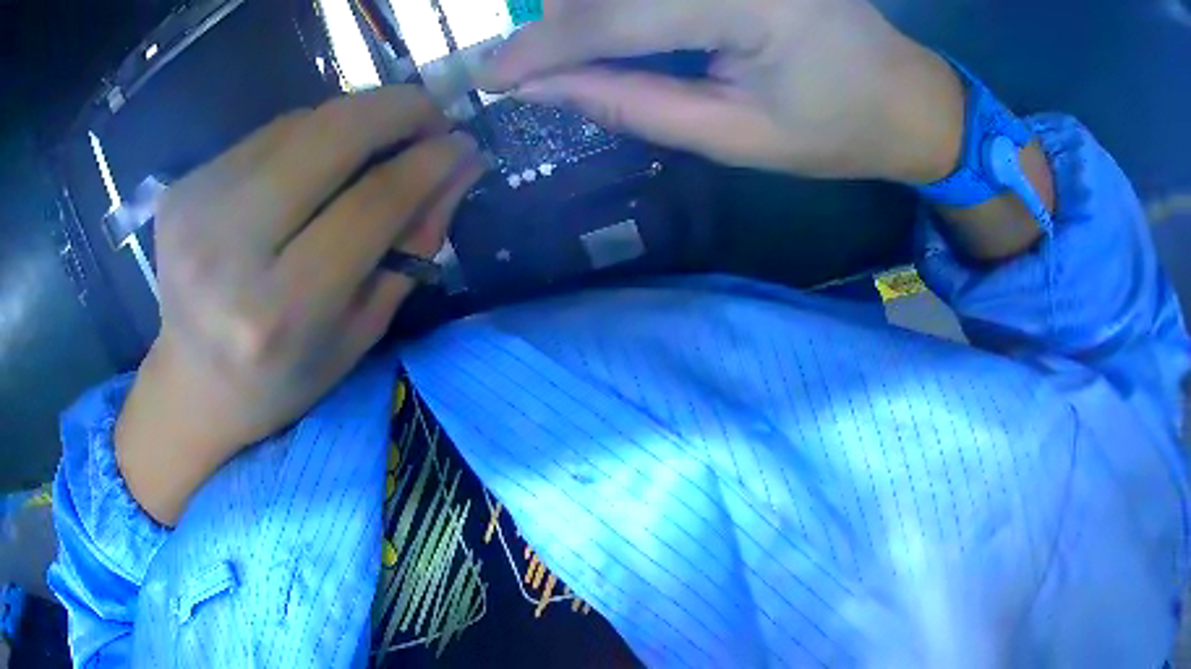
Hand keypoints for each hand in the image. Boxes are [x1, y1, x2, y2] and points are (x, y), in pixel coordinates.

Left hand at [115, 87, 484, 524]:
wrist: (191, 384)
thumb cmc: (282, 377)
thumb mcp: (360, 333)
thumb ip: (412, 247)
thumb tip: (459, 165)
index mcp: (279, 312)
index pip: (371, 204)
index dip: (428, 162)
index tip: (464, 142)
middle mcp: (228, 251)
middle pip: (329, 137)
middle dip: (396, 109)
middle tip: (431, 114)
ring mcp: (195, 209)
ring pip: (299, 123)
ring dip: (352, 120)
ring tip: (376, 142)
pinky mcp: (181, 187)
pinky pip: (265, 135)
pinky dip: (306, 136)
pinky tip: (314, 164)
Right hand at [481, 0, 964, 183]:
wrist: (907, 96)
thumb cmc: (839, 130)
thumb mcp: (737, 137)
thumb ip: (634, 104)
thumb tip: (545, 89)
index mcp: (752, 5)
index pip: (616, 17)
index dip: (542, 47)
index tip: (489, 76)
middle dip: (559, 19)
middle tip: (530, 64)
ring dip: (586, 4)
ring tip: (573, 44)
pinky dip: (622, 1)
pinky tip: (620, 22)